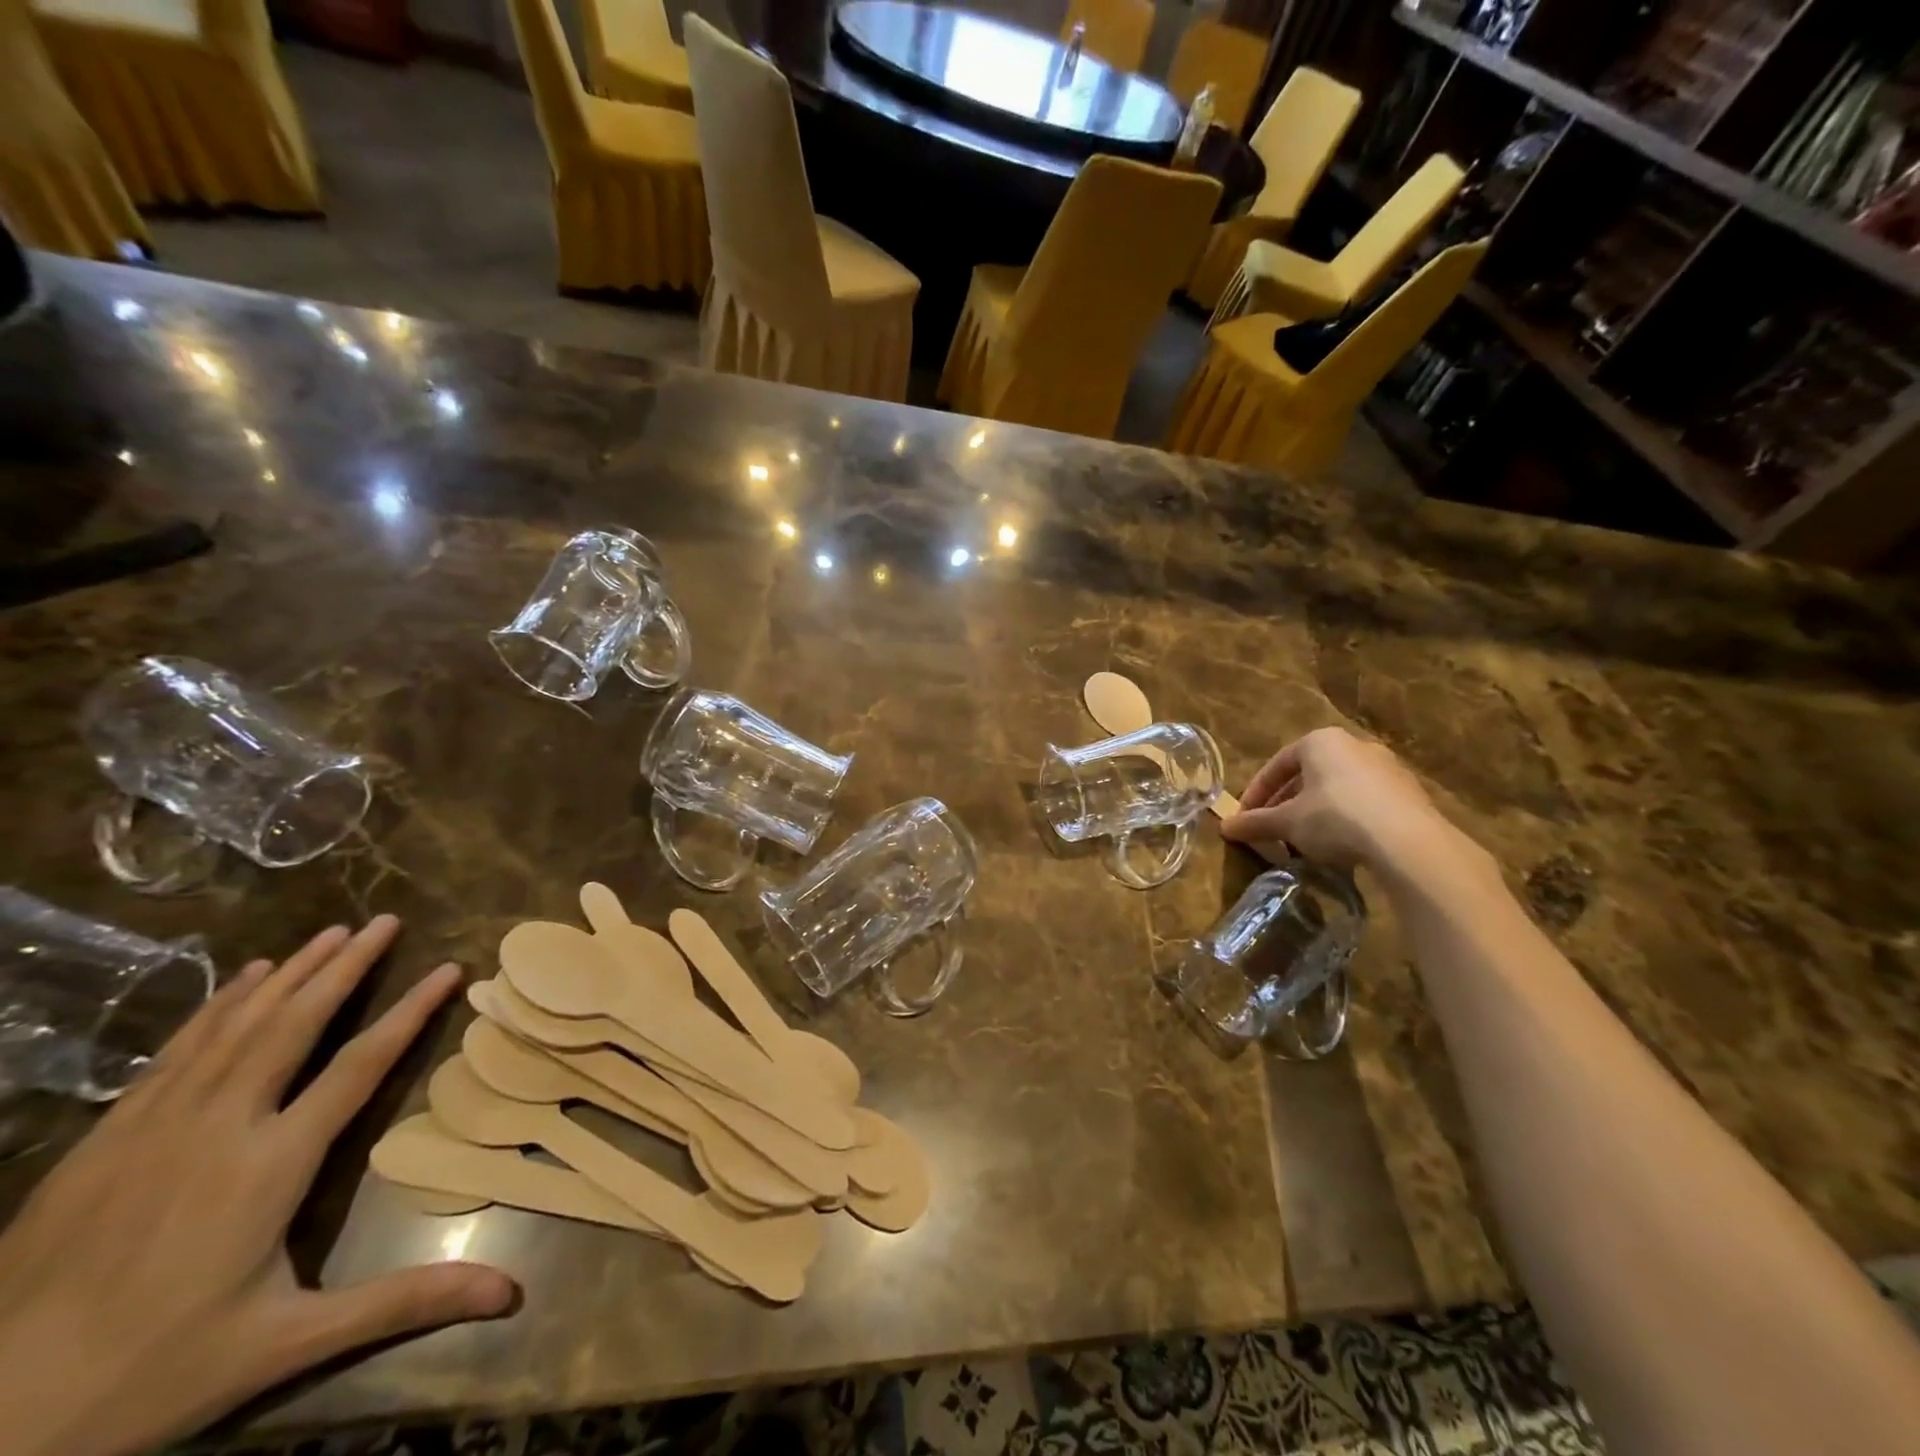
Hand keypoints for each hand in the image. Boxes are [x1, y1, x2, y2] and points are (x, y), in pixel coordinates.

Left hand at [0, 917, 514, 1455]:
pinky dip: (219, 1006)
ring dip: (289, 974)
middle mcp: (219, 1127)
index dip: (409, 1012)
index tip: (449, 968)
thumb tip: (509, 1292)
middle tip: (384, 921)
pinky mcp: (110, 1138)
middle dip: (345, 968)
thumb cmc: (154, 1373)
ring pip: (236, 1027)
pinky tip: (243, 981)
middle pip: (293, 1026)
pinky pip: (178, 1051)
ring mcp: (155, 1127)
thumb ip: (403, 1303)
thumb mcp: (288, 1345)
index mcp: (270, 1165)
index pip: (360, 1066)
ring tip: (330, 933)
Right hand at [1221, 726, 1460, 871]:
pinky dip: (1346, 819)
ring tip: (1304, 841)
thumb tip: (1224, 827)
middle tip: (1272, 829)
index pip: (1277, 765)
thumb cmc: (1334, 818)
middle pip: (1309, 775)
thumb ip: (1254, 823)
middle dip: (1286, 803)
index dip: (1257, 793)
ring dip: (1316, 812)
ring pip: (1338, 789)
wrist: (1407, 841)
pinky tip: (1340, 846)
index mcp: (1320, 741)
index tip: (1246, 817)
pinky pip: (1365, 803)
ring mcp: (1387, 768)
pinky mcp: (1410, 794)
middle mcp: (1354, 745)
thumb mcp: (1287, 823)